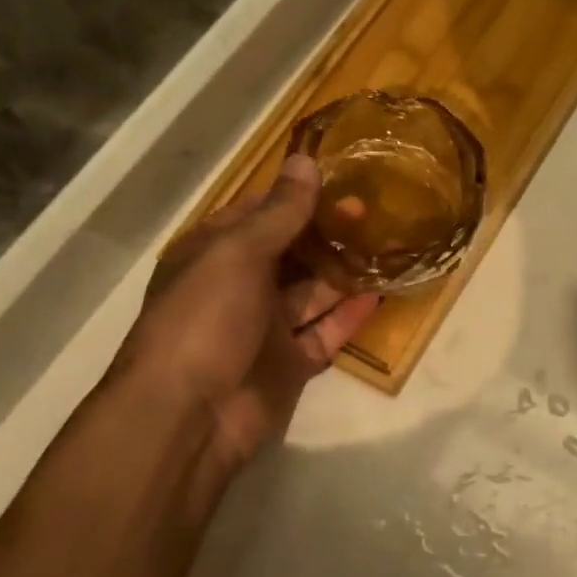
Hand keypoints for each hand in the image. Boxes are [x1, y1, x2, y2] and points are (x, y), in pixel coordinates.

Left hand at [116, 153, 378, 484]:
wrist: (190, 416)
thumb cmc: (205, 320)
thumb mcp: (237, 254)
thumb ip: (279, 212)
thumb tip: (306, 161)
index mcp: (213, 254)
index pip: (258, 214)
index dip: (296, 197)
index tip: (340, 181)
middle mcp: (238, 287)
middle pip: (290, 252)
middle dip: (326, 233)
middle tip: (371, 214)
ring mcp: (264, 328)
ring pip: (311, 292)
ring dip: (343, 272)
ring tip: (386, 247)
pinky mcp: (289, 364)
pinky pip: (325, 333)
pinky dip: (349, 316)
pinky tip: (380, 295)